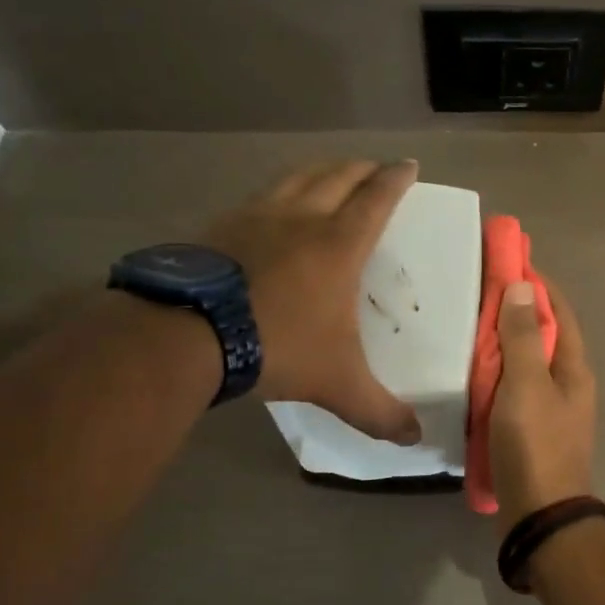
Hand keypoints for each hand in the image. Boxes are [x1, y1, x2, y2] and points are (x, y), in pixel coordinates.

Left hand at [206, 160, 421, 443]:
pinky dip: (279, 190)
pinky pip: (260, 195)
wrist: (189, 333)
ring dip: (322, 170)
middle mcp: (302, 219)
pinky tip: (273, 205)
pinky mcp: (221, 225)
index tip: (409, 165)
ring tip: (331, 173)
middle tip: (376, 167)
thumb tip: (414, 439)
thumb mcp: (337, 384)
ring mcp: (257, 216)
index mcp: (339, 245)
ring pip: (297, 177)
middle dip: (362, 168)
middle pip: (339, 176)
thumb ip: (379, 411)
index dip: (396, 179)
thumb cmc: (278, 347)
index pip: (376, 200)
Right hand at [490, 277, 596, 528]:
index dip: (536, 283)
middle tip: (478, 290)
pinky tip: (469, 370)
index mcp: (573, 367)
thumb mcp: (527, 385)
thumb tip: (524, 286)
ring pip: (525, 361)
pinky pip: (512, 388)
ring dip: (502, 341)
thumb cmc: (535, 444)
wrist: (539, 515)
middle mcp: (567, 382)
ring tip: (468, 323)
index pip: (557, 310)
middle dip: (515, 309)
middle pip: (541, 334)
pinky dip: (495, 372)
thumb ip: (522, 337)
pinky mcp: (529, 428)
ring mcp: (549, 407)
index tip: (508, 259)